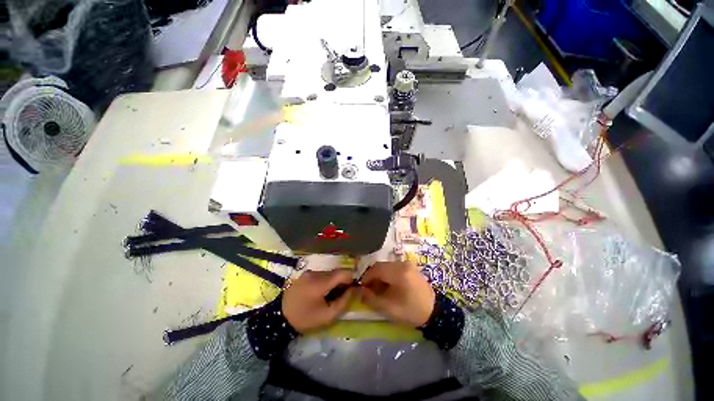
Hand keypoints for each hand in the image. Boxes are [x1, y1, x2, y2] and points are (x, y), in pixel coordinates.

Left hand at [282, 269, 354, 332]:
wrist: (280, 318)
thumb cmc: (305, 318)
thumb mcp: (327, 315)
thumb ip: (344, 301)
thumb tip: (355, 289)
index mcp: (320, 282)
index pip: (343, 272)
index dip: (350, 279)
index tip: (351, 289)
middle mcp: (315, 272)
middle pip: (336, 272)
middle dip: (341, 282)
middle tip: (339, 296)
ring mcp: (309, 272)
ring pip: (328, 273)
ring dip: (333, 281)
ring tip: (329, 295)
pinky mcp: (305, 274)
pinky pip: (320, 274)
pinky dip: (325, 281)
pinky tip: (320, 292)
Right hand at [359, 261, 434, 327]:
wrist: (434, 311)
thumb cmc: (411, 311)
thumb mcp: (389, 308)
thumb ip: (371, 299)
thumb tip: (358, 291)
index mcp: (398, 272)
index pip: (376, 269)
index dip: (366, 278)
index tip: (361, 288)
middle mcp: (402, 263)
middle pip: (380, 266)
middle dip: (372, 277)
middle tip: (369, 290)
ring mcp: (407, 264)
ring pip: (386, 266)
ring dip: (379, 275)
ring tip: (378, 289)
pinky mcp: (409, 267)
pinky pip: (393, 267)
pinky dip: (387, 274)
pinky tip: (388, 285)